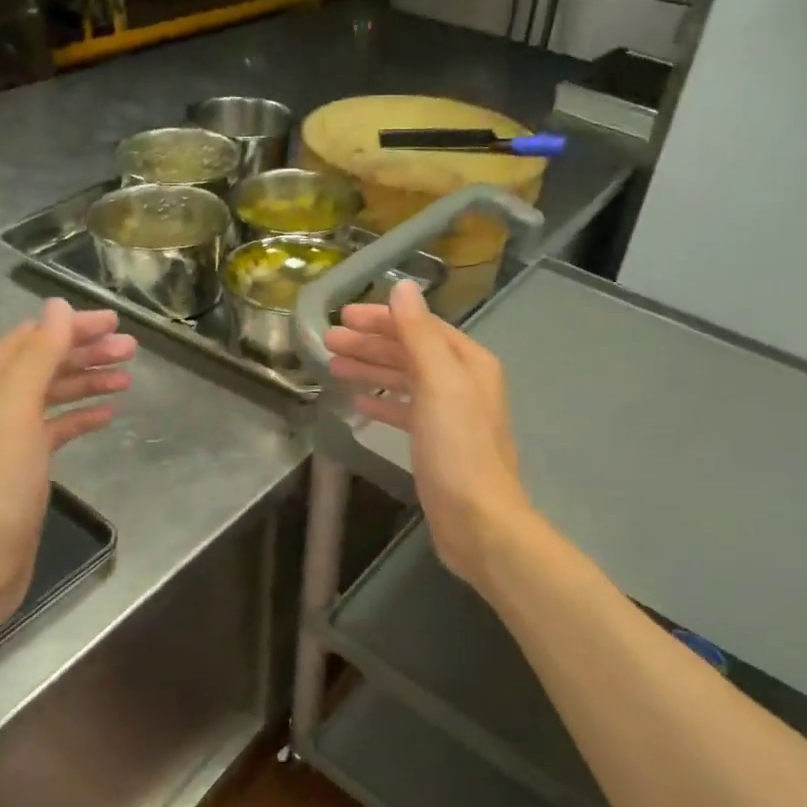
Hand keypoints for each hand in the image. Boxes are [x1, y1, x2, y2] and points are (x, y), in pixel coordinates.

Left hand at [0, 299, 133, 631]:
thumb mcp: (17, 409)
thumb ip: (38, 356)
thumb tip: (56, 307)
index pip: (32, 339)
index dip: (71, 326)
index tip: (115, 323)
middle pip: (45, 365)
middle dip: (86, 351)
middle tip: (131, 348)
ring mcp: (9, 438)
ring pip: (54, 396)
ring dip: (88, 381)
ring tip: (127, 377)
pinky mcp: (25, 468)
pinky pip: (57, 429)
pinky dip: (81, 417)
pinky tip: (108, 415)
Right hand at [323, 280, 532, 588]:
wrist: (478, 520)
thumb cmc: (458, 449)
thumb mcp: (439, 383)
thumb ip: (419, 334)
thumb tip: (403, 286)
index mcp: (467, 362)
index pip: (420, 326)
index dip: (382, 318)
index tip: (343, 316)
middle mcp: (462, 382)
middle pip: (410, 351)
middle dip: (370, 344)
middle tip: (328, 341)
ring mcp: (450, 415)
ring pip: (404, 381)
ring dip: (371, 370)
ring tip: (333, 366)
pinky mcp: (436, 444)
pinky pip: (405, 412)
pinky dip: (382, 403)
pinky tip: (357, 403)